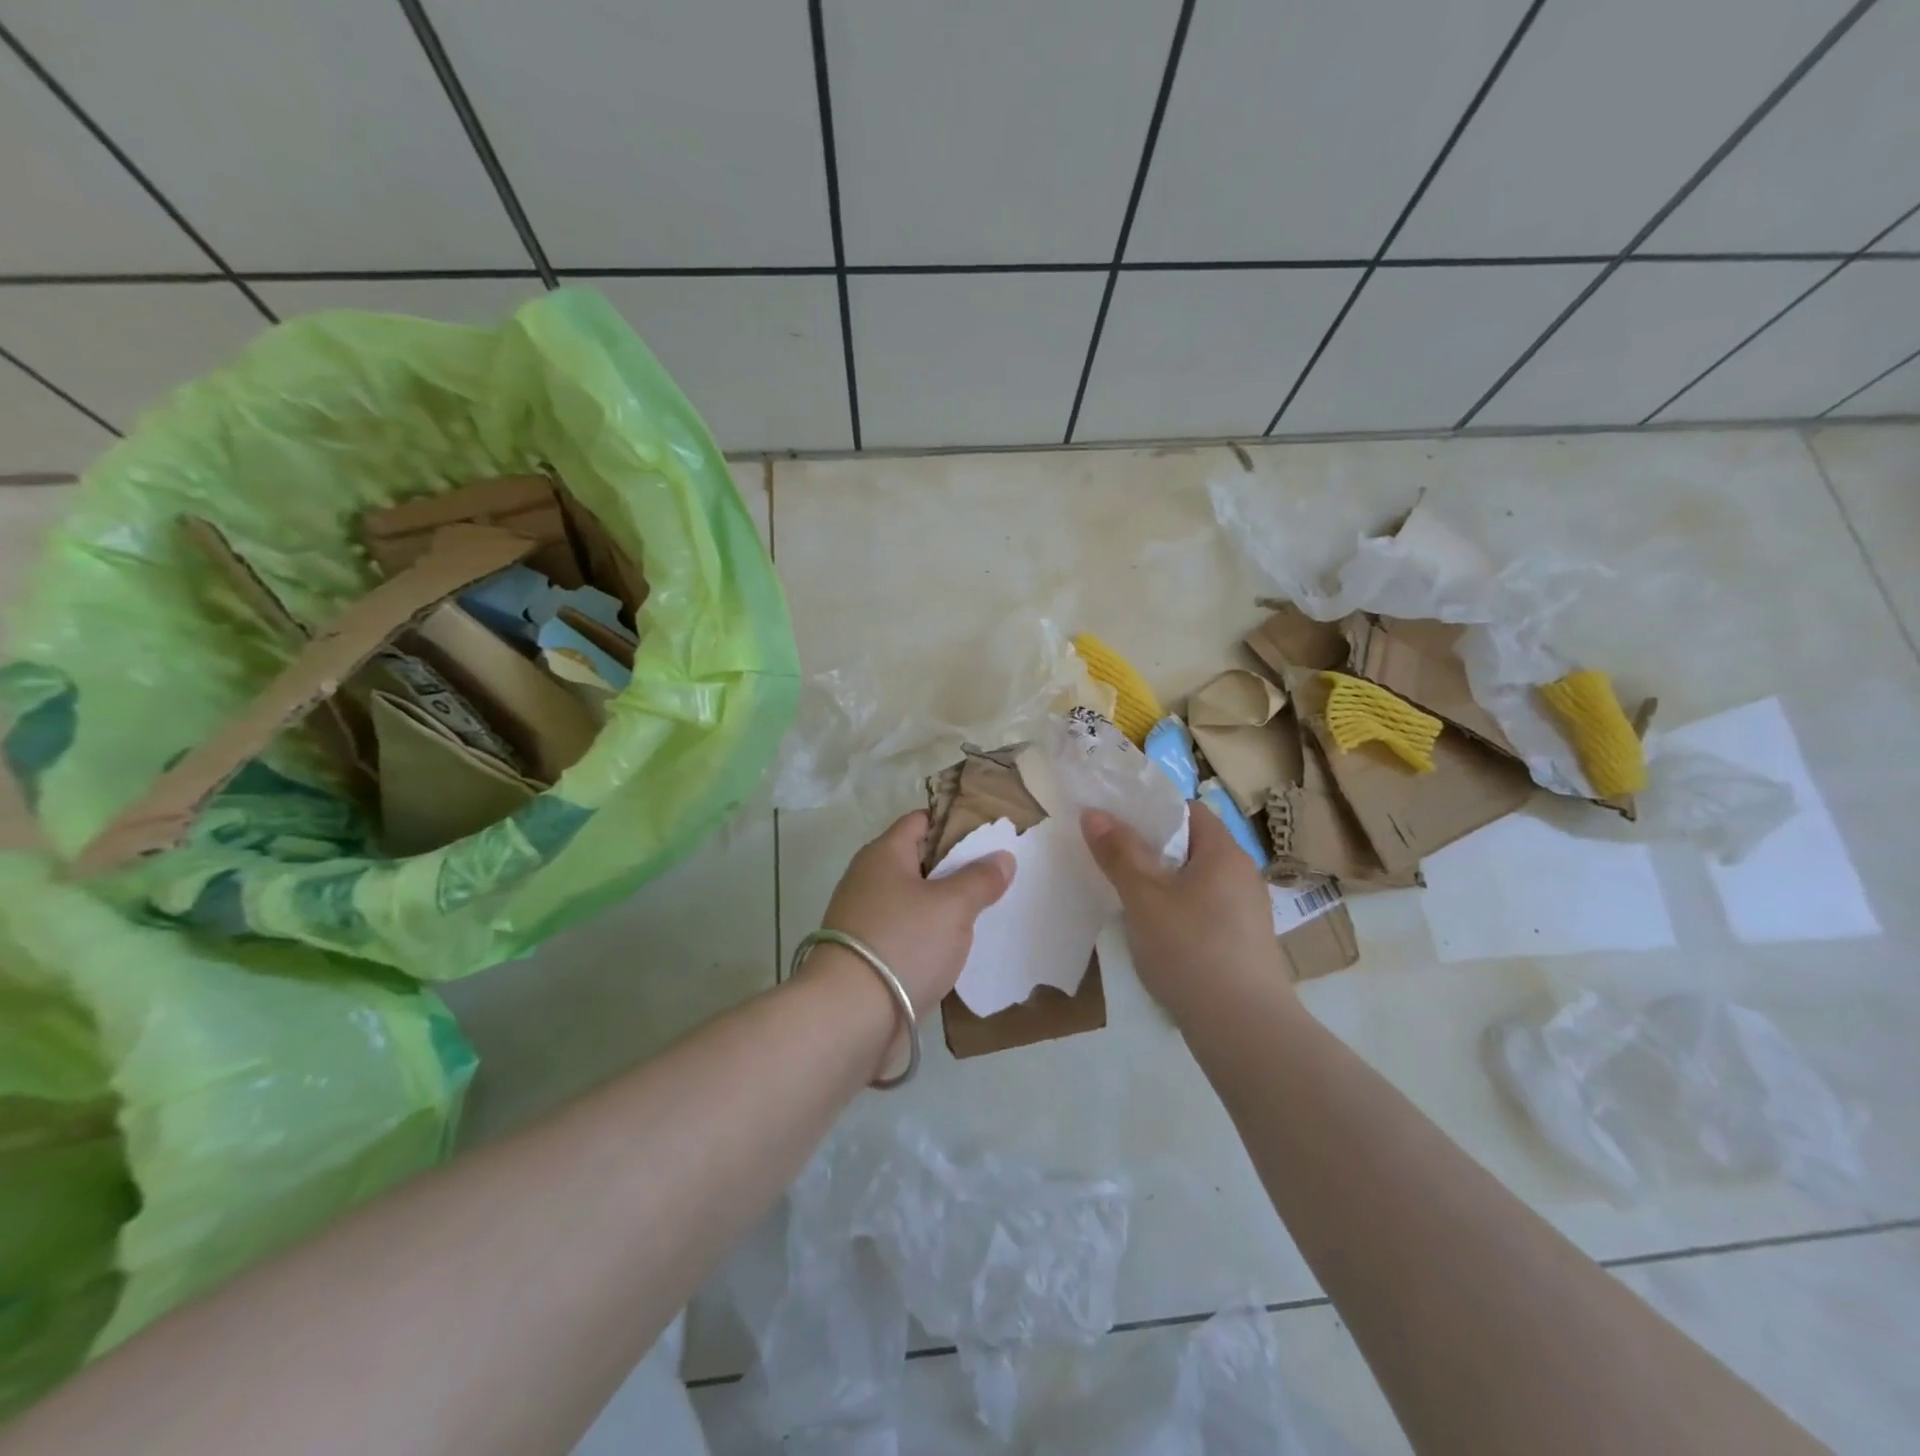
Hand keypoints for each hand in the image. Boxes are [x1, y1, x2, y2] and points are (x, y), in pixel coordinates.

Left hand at [814, 810, 1014, 1015]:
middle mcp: (869, 879)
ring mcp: (865, 918)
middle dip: (956, 867)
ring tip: (985, 911)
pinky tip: (956, 948)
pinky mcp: (867, 954)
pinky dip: (930, 935)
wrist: (850, 1016)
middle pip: (919, 861)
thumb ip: (981, 879)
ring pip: (914, 900)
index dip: (955, 823)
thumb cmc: (903, 943)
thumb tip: (1002, 857)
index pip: (921, 821)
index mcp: (884, 854)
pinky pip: (906, 932)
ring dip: (944, 905)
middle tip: (997, 875)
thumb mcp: (953, 906)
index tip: (991, 835)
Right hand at [1081, 802, 1289, 1022]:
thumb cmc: (1190, 948)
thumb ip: (1118, 852)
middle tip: (1111, 859)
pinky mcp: (1242, 945)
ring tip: (1126, 897)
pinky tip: (1154, 935)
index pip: (1189, 811)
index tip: (1116, 824)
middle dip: (1151, 850)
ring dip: (1162, 884)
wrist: (1242, 1028)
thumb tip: (1094, 813)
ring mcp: (1246, 913)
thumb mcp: (1143, 896)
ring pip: (1195, 882)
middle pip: (1191, 846)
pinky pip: (1204, 911)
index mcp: (1224, 852)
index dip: (1152, 811)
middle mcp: (1242, 875)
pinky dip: (1177, 913)